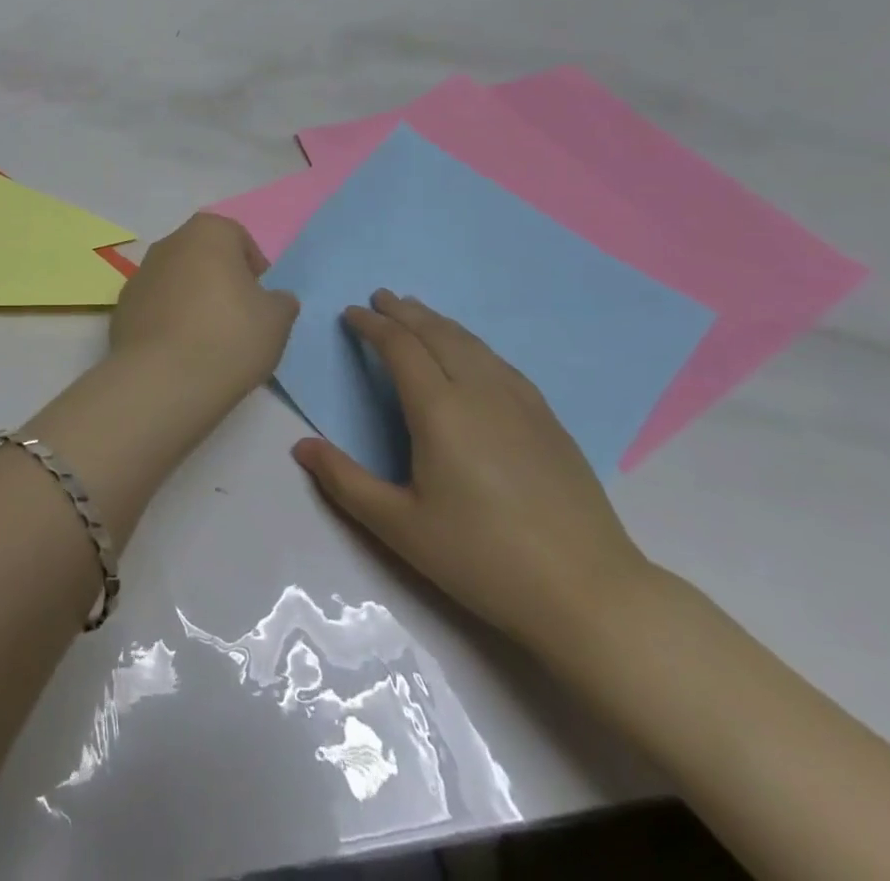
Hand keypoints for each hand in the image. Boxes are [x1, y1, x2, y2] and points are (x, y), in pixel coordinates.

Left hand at [109, 214, 298, 404]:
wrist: (163, 380)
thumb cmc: (229, 336)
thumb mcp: (277, 320)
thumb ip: (280, 301)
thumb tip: (274, 299)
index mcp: (207, 232)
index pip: (238, 238)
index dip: (253, 267)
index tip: (261, 299)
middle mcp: (168, 243)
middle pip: (203, 256)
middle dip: (220, 280)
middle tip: (238, 318)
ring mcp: (139, 275)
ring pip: (176, 281)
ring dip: (192, 300)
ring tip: (209, 340)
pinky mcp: (122, 308)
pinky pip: (155, 308)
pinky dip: (168, 321)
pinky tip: (181, 352)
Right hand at [292, 291, 651, 651]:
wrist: (588, 592)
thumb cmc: (483, 558)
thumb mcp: (400, 527)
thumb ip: (345, 482)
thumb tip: (301, 447)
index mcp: (440, 411)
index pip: (400, 348)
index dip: (373, 326)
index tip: (351, 314)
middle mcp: (480, 392)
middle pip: (438, 334)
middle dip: (405, 312)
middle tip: (381, 297)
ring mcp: (521, 403)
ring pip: (473, 343)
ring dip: (439, 322)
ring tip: (419, 312)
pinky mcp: (549, 421)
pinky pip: (500, 363)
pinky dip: (472, 343)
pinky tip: (473, 354)